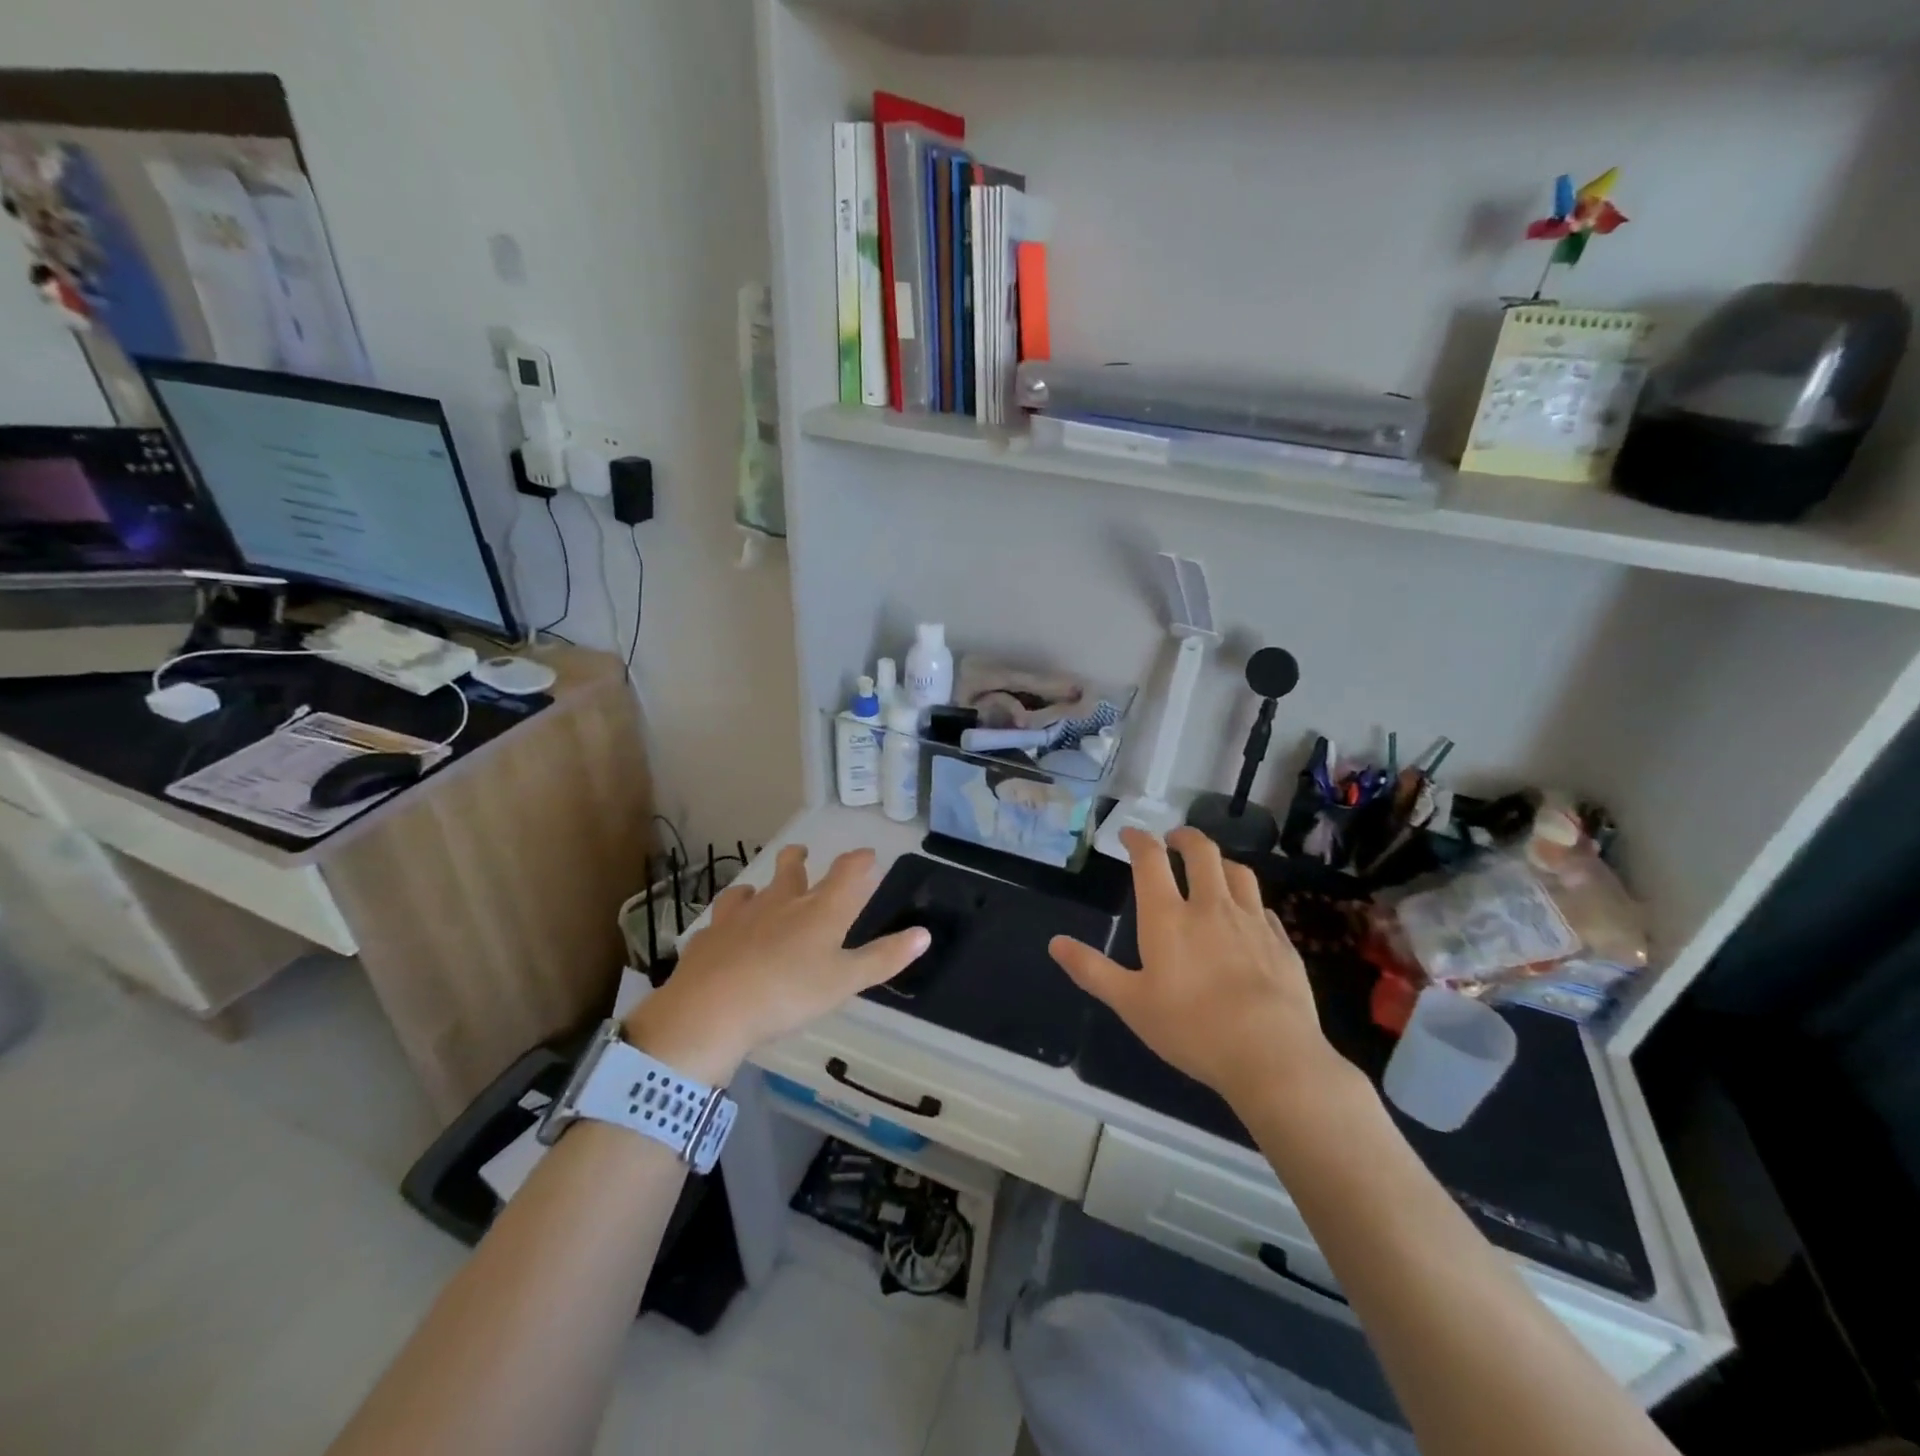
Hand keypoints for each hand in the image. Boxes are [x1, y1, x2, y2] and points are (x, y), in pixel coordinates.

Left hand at [624, 846, 928, 1083]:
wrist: (711, 1009)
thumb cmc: (789, 994)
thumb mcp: (845, 981)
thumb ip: (883, 958)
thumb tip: (924, 934)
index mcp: (819, 910)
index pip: (846, 873)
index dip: (859, 860)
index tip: (867, 855)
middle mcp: (780, 902)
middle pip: (791, 868)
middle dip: (799, 859)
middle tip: (802, 854)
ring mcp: (739, 915)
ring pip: (751, 889)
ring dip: (760, 886)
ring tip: (759, 890)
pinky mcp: (709, 935)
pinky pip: (720, 920)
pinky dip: (727, 921)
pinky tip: (725, 931)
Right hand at [1048, 827, 1352, 1110]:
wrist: (1272, 1055)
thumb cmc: (1192, 1028)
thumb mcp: (1130, 1003)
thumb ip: (1092, 970)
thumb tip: (1055, 943)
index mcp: (1168, 917)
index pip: (1150, 860)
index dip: (1138, 839)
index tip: (1129, 834)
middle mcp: (1211, 907)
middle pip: (1201, 852)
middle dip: (1185, 837)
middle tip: (1173, 839)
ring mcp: (1252, 922)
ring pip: (1238, 872)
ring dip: (1220, 861)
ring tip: (1212, 867)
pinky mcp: (1282, 943)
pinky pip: (1264, 908)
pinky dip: (1250, 902)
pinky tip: (1249, 916)